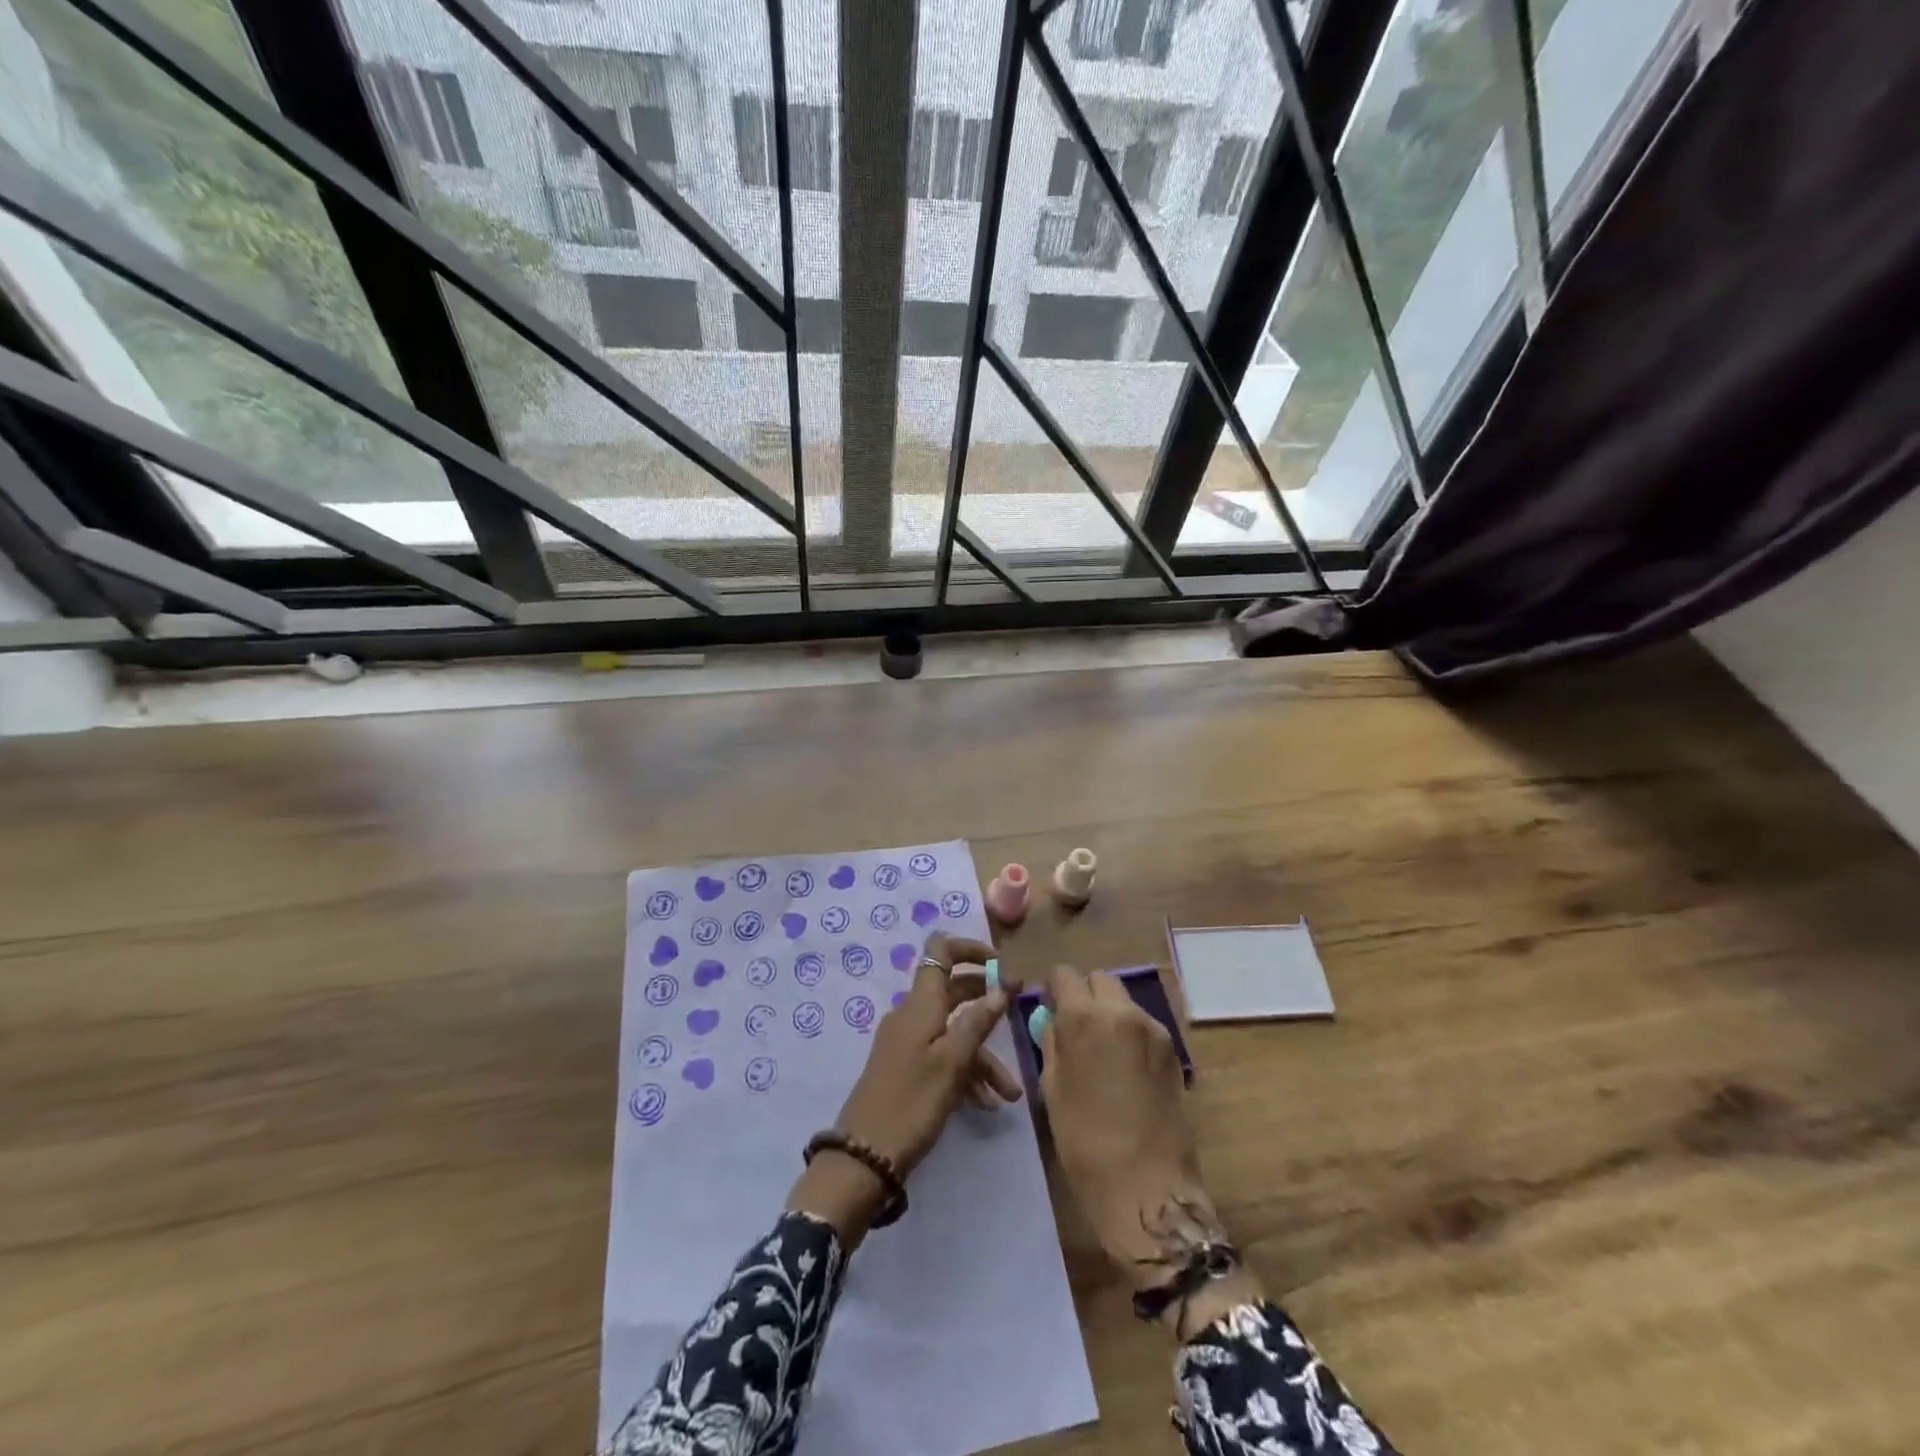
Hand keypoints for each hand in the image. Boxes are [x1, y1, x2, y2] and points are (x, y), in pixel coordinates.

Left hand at [788, 933, 1020, 1243]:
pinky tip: (986, 1104)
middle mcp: (912, 1014)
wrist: (864, 1155)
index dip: (970, 949)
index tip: (1000, 964)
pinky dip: (965, 1072)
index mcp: (921, 1003)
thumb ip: (977, 1022)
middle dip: (987, 1001)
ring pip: (953, 1031)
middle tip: (1019, 1012)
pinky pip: (942, 1056)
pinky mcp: (906, 1067)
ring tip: (1010, 1093)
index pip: (941, 950)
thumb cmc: (912, 1102)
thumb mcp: (952, 1062)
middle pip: (953, 990)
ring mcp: (908, 1041)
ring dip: (983, 1055)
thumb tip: (1000, 987)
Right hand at [1035, 964, 1260, 1332]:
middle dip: (1085, 995)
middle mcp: (1122, 1012)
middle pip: (1100, 980)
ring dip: (1110, 1013)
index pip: (1065, 974)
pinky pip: (1144, 1026)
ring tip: (1104, 1054)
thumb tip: (1054, 1022)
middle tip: (1077, 1030)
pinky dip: (1130, 1034)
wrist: (1147, 1186)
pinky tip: (1126, 1071)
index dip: (1054, 989)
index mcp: (1084, 1018)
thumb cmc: (1085, 1141)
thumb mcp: (1052, 1088)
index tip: (1050, 1010)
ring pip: (1124, 1001)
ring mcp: (1153, 1029)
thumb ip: (1053, 1043)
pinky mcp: (1173, 1051)